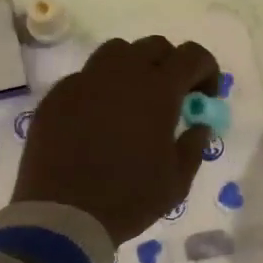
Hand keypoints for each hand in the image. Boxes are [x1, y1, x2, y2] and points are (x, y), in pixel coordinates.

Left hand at [12, 36, 220, 243]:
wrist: (62, 215)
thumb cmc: (128, 199)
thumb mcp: (177, 182)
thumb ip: (193, 146)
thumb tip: (198, 125)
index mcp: (157, 90)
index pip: (192, 56)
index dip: (206, 70)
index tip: (204, 97)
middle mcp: (121, 75)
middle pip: (153, 47)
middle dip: (170, 65)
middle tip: (171, 98)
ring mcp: (84, 81)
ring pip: (115, 53)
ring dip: (132, 68)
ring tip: (132, 101)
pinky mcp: (56, 96)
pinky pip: (84, 78)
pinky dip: (99, 89)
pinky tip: (97, 120)